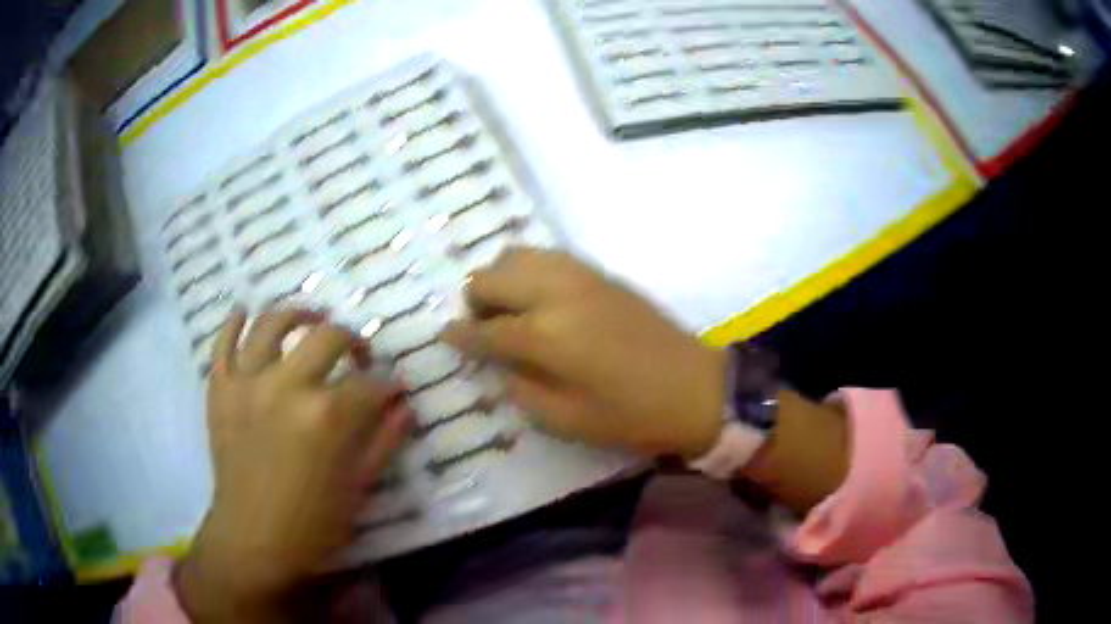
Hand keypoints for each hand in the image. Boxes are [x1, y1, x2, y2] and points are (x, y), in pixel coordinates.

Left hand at [175, 308, 411, 622]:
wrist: (253, 540)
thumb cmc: (313, 523)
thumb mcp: (359, 488)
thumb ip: (385, 441)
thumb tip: (405, 406)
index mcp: (326, 416)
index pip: (370, 384)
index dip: (389, 385)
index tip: (395, 389)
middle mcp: (286, 385)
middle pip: (326, 337)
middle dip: (352, 341)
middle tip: (359, 356)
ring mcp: (247, 383)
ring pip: (271, 324)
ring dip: (296, 315)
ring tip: (310, 320)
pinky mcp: (220, 389)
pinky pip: (222, 343)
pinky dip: (232, 323)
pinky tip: (244, 312)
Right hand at [441, 249, 725, 457]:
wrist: (695, 387)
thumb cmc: (631, 415)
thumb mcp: (566, 420)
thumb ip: (521, 388)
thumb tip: (499, 365)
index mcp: (545, 336)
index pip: (484, 330)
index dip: (459, 336)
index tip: (445, 338)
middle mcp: (555, 294)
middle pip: (492, 278)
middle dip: (476, 302)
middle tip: (483, 329)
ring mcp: (580, 276)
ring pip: (517, 255)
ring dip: (501, 280)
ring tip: (509, 310)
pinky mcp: (600, 273)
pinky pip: (548, 256)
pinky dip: (529, 270)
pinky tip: (538, 297)